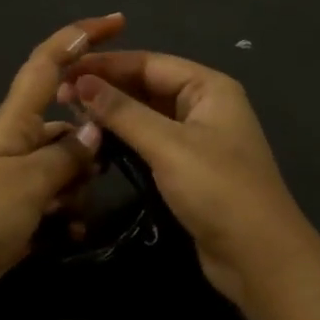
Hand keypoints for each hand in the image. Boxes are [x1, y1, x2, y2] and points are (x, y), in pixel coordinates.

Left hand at [0, 15, 124, 315]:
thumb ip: (68, 155)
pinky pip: (55, 205)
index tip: (118, 22)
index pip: (49, 63)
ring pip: (66, 168)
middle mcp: (18, 143)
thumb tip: (96, 130)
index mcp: (16, 120)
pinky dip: (66, 218)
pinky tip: (68, 236)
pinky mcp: (17, 212)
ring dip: (79, 188)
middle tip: (112, 163)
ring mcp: (17, 179)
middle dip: (93, 141)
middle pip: (68, 124)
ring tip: (72, 212)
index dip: (80, 37)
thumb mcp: (30, 181)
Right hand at [61, 51, 312, 305]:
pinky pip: (150, 140)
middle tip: (60, 96)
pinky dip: (124, 138)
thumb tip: (81, 83)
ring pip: (145, 114)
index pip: (149, 62)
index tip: (64, 70)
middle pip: (147, 85)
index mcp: (208, 87)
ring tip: (70, 114)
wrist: (259, 257)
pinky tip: (95, 140)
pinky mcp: (187, 167)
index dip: (105, 65)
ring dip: (111, 113)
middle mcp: (204, 105)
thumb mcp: (168, 146)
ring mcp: (196, 138)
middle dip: (106, 88)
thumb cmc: (218, 190)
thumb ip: (123, 112)